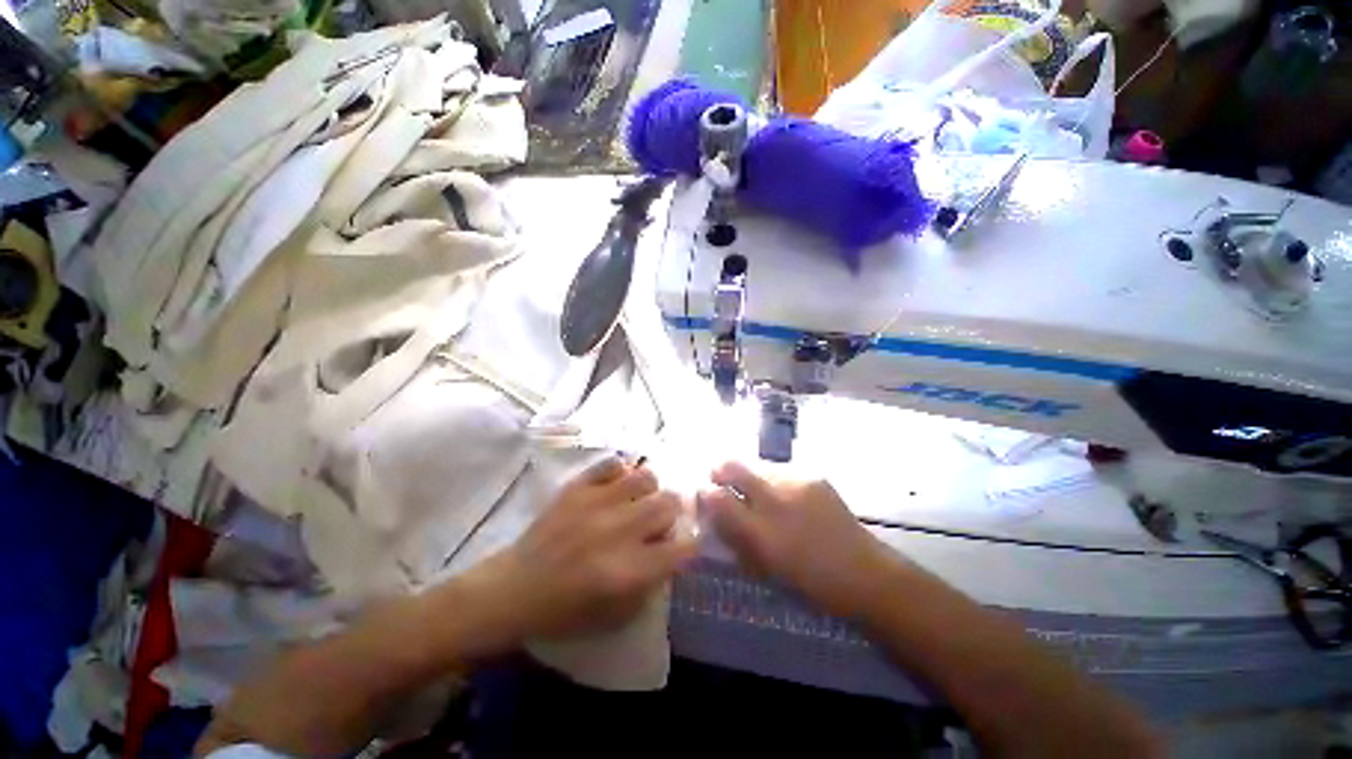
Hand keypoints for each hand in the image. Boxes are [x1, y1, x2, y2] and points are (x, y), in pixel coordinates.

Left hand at [477, 458, 696, 640]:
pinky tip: (615, 487)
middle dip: (673, 513)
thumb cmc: (565, 611)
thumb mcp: (616, 616)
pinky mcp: (577, 488)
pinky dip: (620, 473)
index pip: (682, 547)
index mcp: (629, 570)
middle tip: (659, 520)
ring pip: (646, 477)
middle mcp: (618, 531)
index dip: (690, 544)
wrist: (513, 589)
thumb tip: (670, 549)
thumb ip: (651, 584)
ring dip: (649, 490)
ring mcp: (597, 503)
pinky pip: (613, 464)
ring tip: (638, 500)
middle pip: (669, 503)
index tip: (685, 543)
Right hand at [700, 461, 891, 618]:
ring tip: (760, 494)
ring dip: (751, 477)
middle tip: (719, 478)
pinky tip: (786, 497)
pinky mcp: (813, 475)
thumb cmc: (810, 582)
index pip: (717, 498)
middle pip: (732, 466)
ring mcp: (796, 482)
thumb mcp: (764, 568)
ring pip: (757, 466)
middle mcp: (775, 500)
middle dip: (719, 470)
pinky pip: (781, 471)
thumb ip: (734, 538)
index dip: (704, 492)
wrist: (865, 573)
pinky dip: (775, 481)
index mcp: (761, 533)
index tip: (703, 494)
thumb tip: (713, 513)